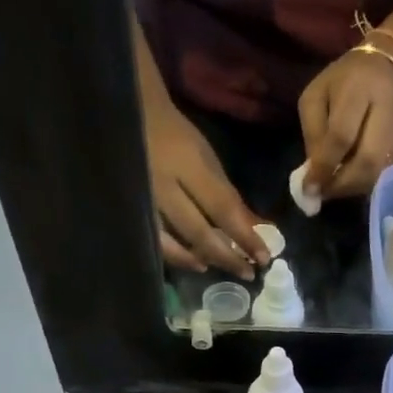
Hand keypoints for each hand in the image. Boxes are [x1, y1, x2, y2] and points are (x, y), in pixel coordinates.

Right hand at [145, 105, 270, 278]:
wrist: (127, 117)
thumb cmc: (175, 135)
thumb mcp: (206, 157)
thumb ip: (228, 194)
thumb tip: (256, 228)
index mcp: (188, 165)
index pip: (223, 208)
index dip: (245, 236)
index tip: (264, 258)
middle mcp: (163, 186)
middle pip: (199, 232)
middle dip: (226, 256)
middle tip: (248, 274)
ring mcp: (142, 200)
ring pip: (173, 242)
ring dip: (198, 259)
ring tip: (216, 269)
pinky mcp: (128, 210)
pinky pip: (153, 241)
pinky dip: (174, 255)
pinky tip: (192, 262)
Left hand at [298, 50, 392, 200]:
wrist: (389, 69)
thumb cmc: (345, 80)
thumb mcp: (317, 94)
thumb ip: (313, 131)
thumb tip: (313, 172)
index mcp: (359, 92)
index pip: (342, 137)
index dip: (324, 166)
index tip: (308, 187)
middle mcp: (385, 117)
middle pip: (364, 165)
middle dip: (338, 185)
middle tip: (318, 193)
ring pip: (373, 177)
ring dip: (348, 190)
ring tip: (329, 189)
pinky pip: (378, 178)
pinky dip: (358, 186)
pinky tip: (344, 182)